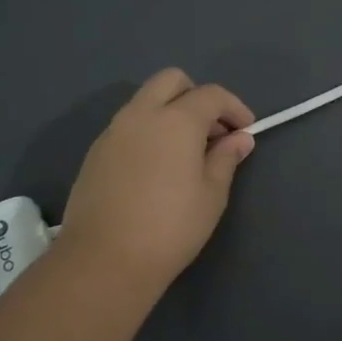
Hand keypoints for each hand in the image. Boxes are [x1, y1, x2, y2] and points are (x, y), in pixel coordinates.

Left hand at [55, 69, 255, 292]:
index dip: (234, 108)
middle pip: (171, 80)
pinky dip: (148, 131)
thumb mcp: (212, 195)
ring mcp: (113, 131)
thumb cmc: (170, 227)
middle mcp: (142, 114)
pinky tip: (156, 167)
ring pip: (146, 100)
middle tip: (212, 131)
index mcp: (176, 119)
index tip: (246, 130)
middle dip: (197, 96)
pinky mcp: (95, 152)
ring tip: (185, 152)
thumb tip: (239, 138)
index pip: (211, 94)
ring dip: (170, 112)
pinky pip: (128, 125)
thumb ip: (226, 158)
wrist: (104, 260)